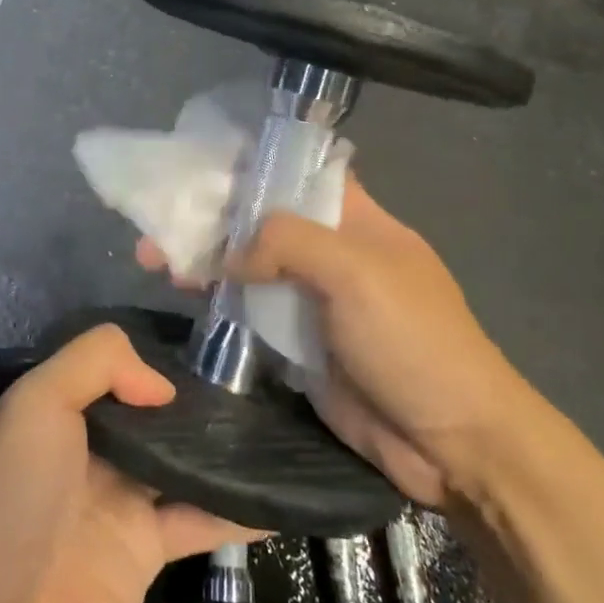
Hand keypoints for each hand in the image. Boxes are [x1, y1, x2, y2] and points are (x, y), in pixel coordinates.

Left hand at [0, 326, 264, 602]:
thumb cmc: (16, 502)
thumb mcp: (38, 403)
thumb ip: (97, 362)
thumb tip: (160, 386)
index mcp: (53, 412)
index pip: (107, 368)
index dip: (147, 357)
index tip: (200, 348)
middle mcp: (85, 451)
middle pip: (147, 414)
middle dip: (191, 397)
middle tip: (252, 380)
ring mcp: (116, 503)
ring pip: (177, 462)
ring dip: (220, 449)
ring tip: (275, 424)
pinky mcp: (144, 553)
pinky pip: (199, 520)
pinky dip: (237, 510)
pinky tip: (280, 498)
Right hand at [137, 175, 535, 510]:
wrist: (451, 444)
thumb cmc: (414, 339)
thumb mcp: (357, 272)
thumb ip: (289, 243)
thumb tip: (232, 254)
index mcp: (355, 218)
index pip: (299, 171)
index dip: (253, 161)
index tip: (199, 158)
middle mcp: (330, 251)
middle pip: (262, 220)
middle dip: (212, 215)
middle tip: (156, 219)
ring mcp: (312, 300)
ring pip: (249, 266)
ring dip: (205, 259)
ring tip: (152, 258)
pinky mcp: (297, 344)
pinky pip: (249, 313)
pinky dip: (216, 302)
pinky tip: (181, 295)